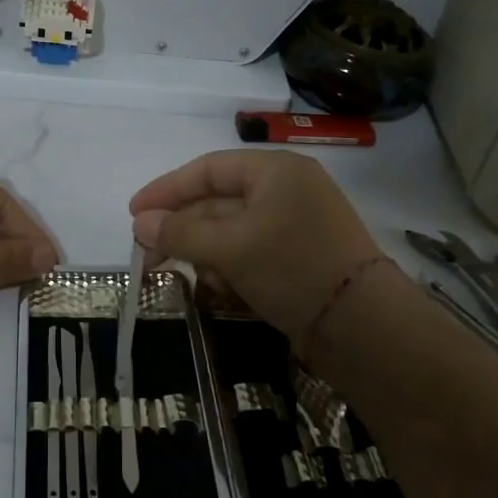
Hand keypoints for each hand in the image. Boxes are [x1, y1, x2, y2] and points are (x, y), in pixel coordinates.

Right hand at [129, 150, 395, 343]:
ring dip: (206, 255)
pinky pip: (250, 255)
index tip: (134, 212)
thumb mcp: (231, 247)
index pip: (208, 169)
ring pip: (231, 233)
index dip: (167, 189)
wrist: (363, 329)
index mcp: (276, 171)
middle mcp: (286, 192)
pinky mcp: (297, 260)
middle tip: (147, 255)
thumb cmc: (293, 268)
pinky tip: (224, 292)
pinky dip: (231, 270)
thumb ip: (181, 232)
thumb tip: (139, 223)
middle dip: (183, 231)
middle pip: (217, 203)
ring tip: (195, 280)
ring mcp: (294, 227)